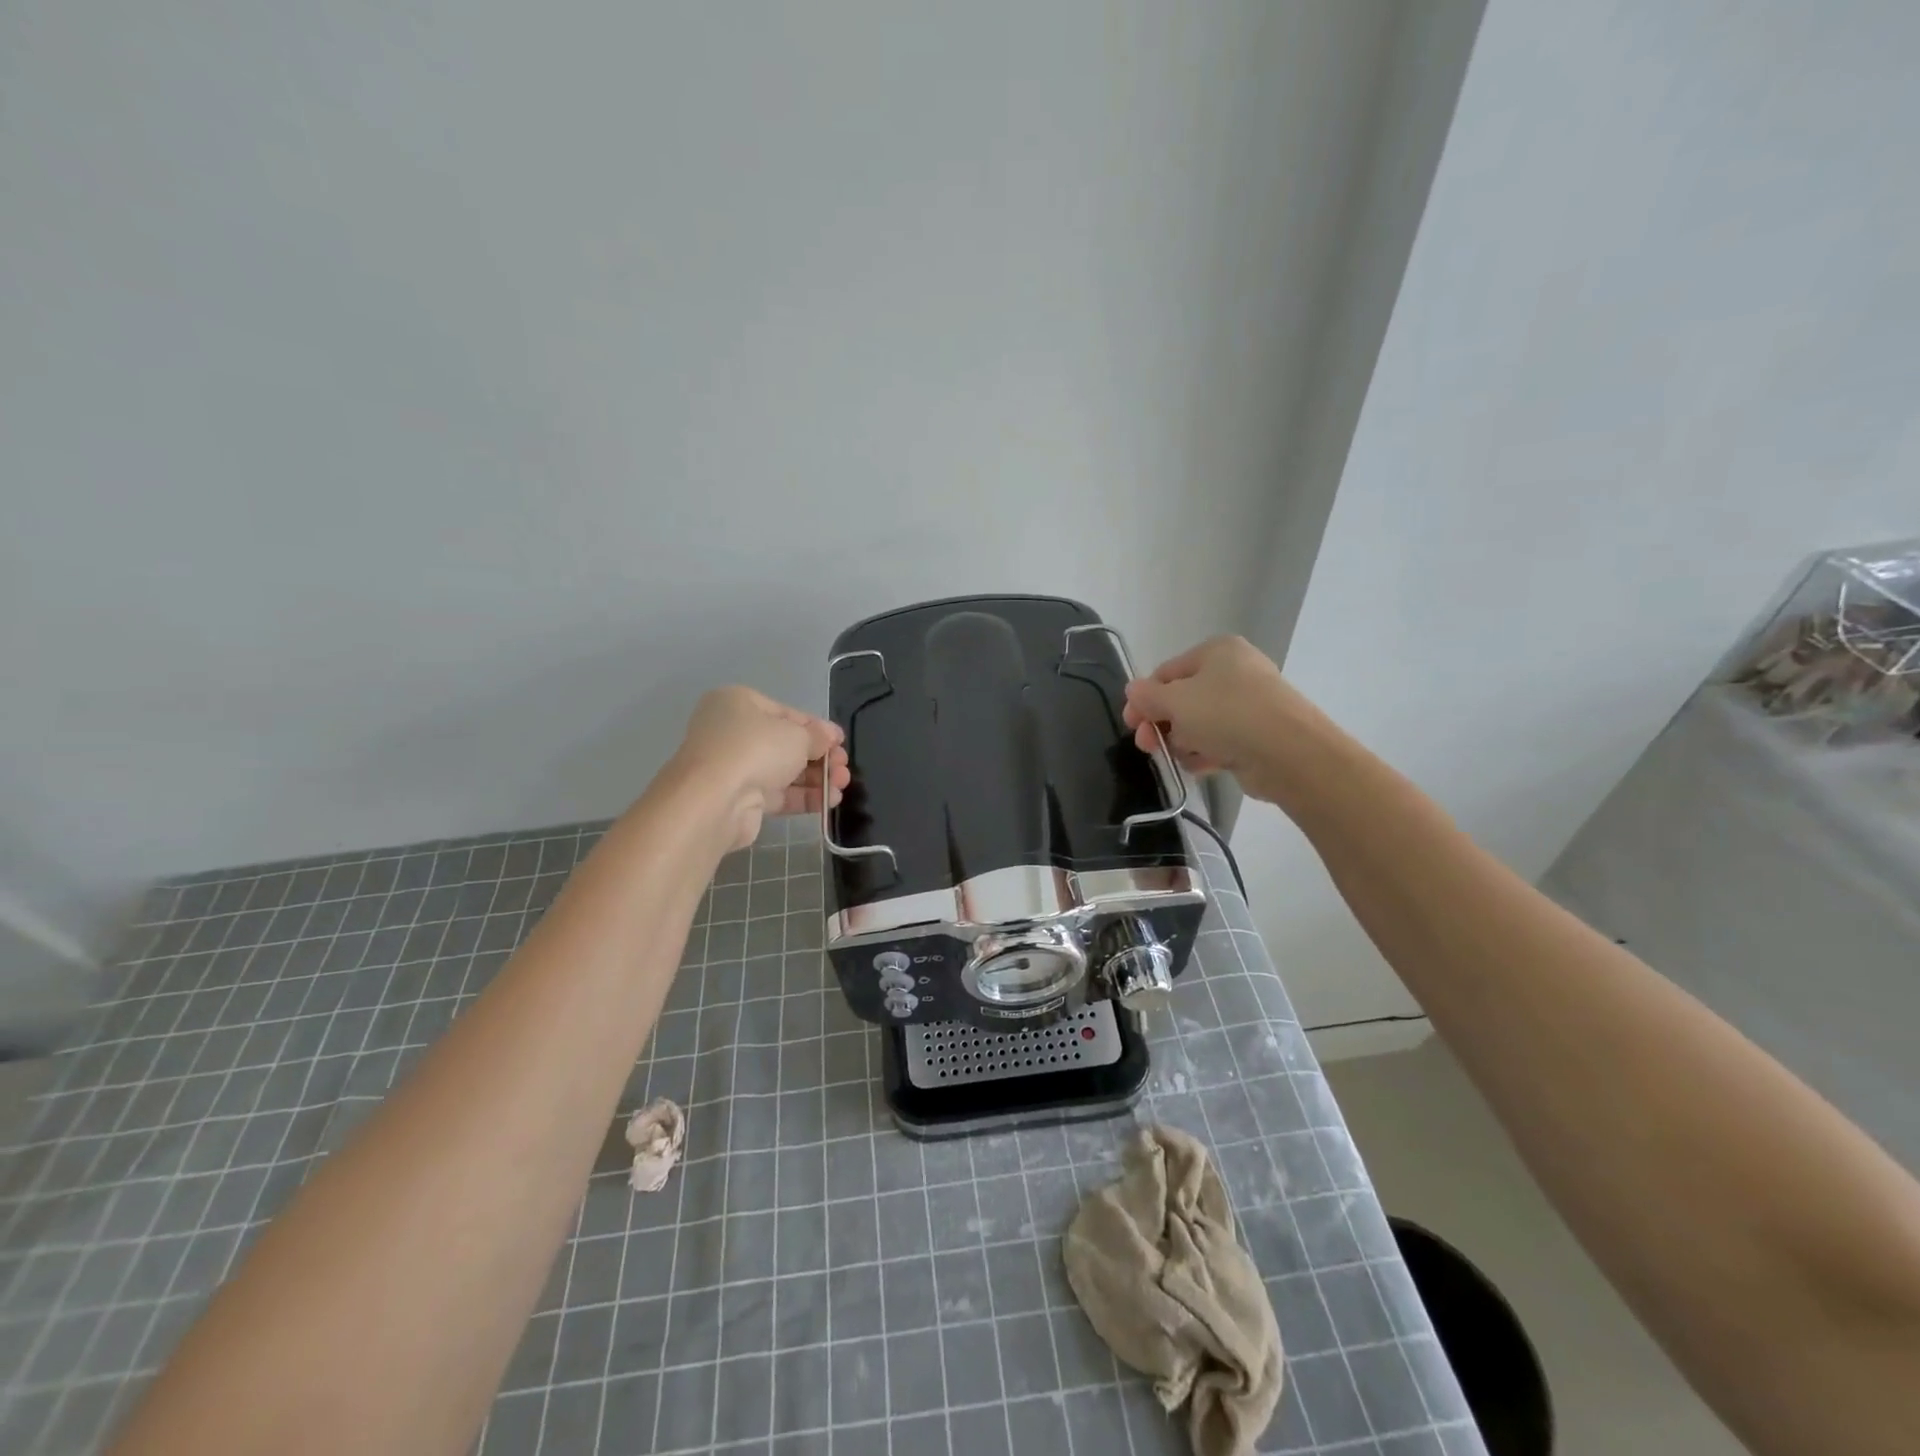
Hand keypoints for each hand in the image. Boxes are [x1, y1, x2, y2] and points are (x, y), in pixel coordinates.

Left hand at [669, 687, 849, 849]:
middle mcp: (732, 732)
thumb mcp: (796, 734)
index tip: (841, 742)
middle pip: (786, 744)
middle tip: (844, 767)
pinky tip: (830, 801)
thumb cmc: (755, 748)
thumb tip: (830, 738)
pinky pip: (778, 794)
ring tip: (843, 785)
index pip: (786, 713)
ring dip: (817, 778)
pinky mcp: (740, 799)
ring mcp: (734, 767)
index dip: (817, 728)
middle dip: (820, 757)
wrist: (714, 799)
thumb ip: (817, 736)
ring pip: (784, 771)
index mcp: (738, 703)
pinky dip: (804, 796)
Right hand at [1121, 636, 1314, 803]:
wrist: (1288, 752)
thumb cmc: (1226, 714)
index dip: (1143, 698)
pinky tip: (1198, 766)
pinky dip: (1205, 753)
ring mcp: (1249, 704)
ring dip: (1182, 741)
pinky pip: (1220, 741)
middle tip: (1147, 745)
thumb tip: (1133, 690)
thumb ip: (1148, 696)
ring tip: (1179, 757)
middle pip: (1182, 698)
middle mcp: (1234, 671)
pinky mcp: (1257, 735)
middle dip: (1160, 723)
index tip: (1130, 724)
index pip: (1166, 672)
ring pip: (1199, 722)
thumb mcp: (1175, 701)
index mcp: (1216, 651)